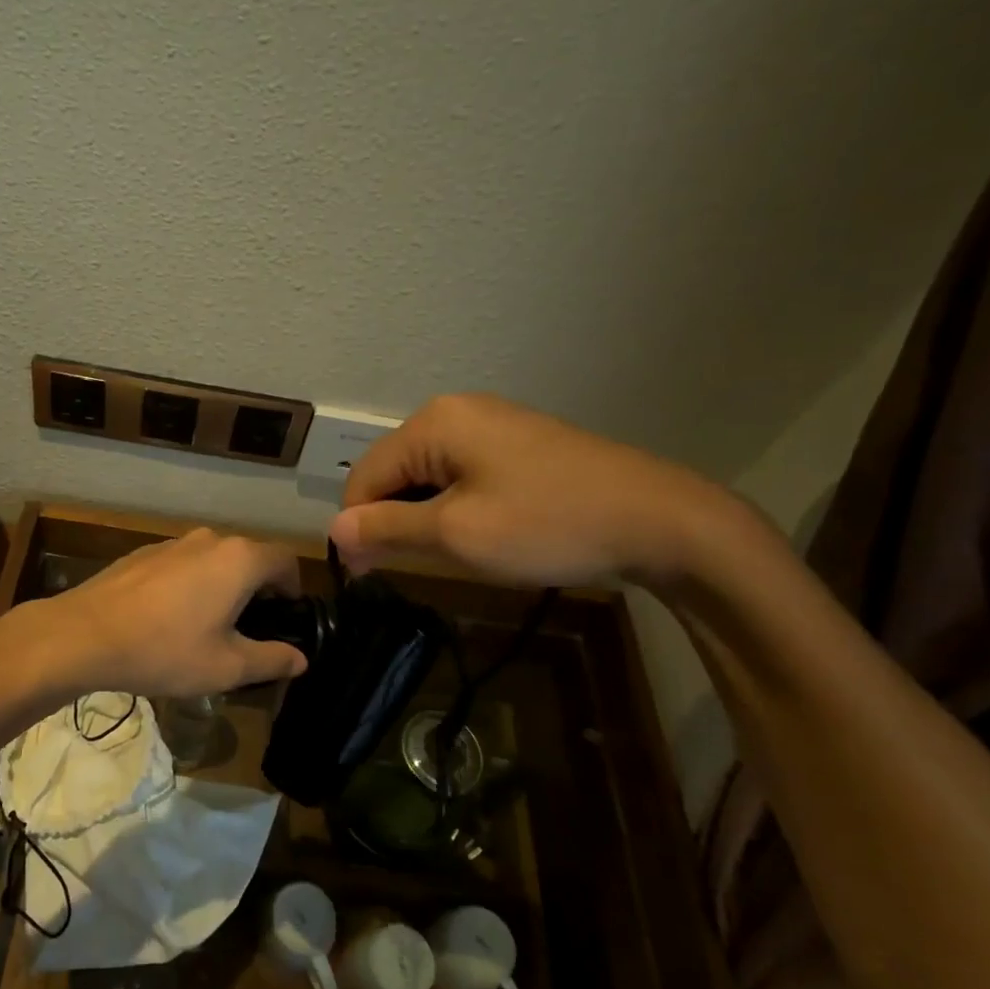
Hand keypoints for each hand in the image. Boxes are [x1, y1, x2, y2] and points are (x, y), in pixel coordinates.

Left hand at [37, 529, 308, 697]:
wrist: (84, 635)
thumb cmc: (165, 650)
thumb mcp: (226, 666)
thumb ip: (271, 659)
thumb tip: (300, 659)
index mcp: (239, 559)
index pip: (285, 561)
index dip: (293, 588)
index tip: (285, 619)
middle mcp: (210, 539)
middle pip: (249, 558)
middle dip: (257, 590)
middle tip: (248, 631)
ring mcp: (173, 542)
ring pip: (213, 560)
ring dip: (222, 586)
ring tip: (207, 627)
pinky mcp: (143, 553)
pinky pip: (182, 565)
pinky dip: (190, 585)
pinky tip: (168, 619)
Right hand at [330, 394, 726, 587]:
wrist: (656, 519)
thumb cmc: (545, 524)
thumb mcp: (455, 534)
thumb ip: (386, 529)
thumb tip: (333, 532)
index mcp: (433, 423)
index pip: (363, 476)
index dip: (356, 527)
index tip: (365, 576)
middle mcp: (455, 411)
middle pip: (393, 472)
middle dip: (391, 520)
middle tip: (410, 570)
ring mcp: (490, 423)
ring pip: (427, 475)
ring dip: (423, 516)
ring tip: (448, 554)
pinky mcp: (516, 442)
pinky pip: (460, 473)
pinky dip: (453, 506)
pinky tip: (477, 533)